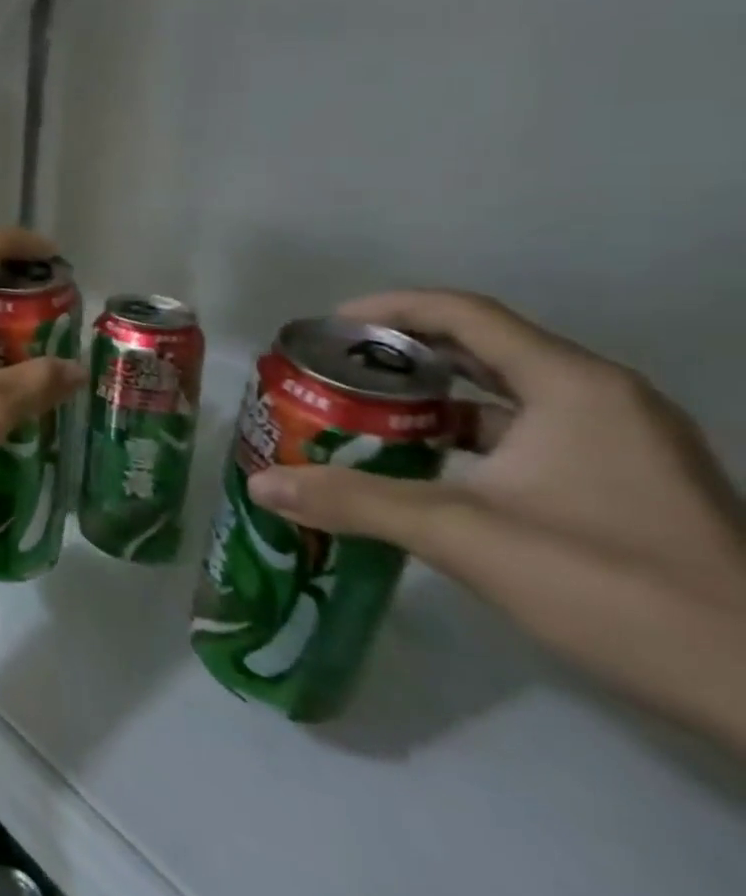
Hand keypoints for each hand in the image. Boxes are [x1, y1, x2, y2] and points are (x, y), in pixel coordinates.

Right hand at [249, 290, 745, 752]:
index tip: (328, 329)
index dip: (388, 309)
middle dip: (403, 355)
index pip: (464, 314)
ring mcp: (627, 443)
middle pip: (484, 347)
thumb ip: (355, 501)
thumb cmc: (614, 585)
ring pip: (508, 394)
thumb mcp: (465, 536)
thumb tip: (262, 485)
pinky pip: (533, 432)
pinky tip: (428, 466)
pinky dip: (472, 434)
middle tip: (336, 372)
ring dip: (435, 398)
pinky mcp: (634, 483)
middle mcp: (604, 398)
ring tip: (367, 414)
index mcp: (572, 386)